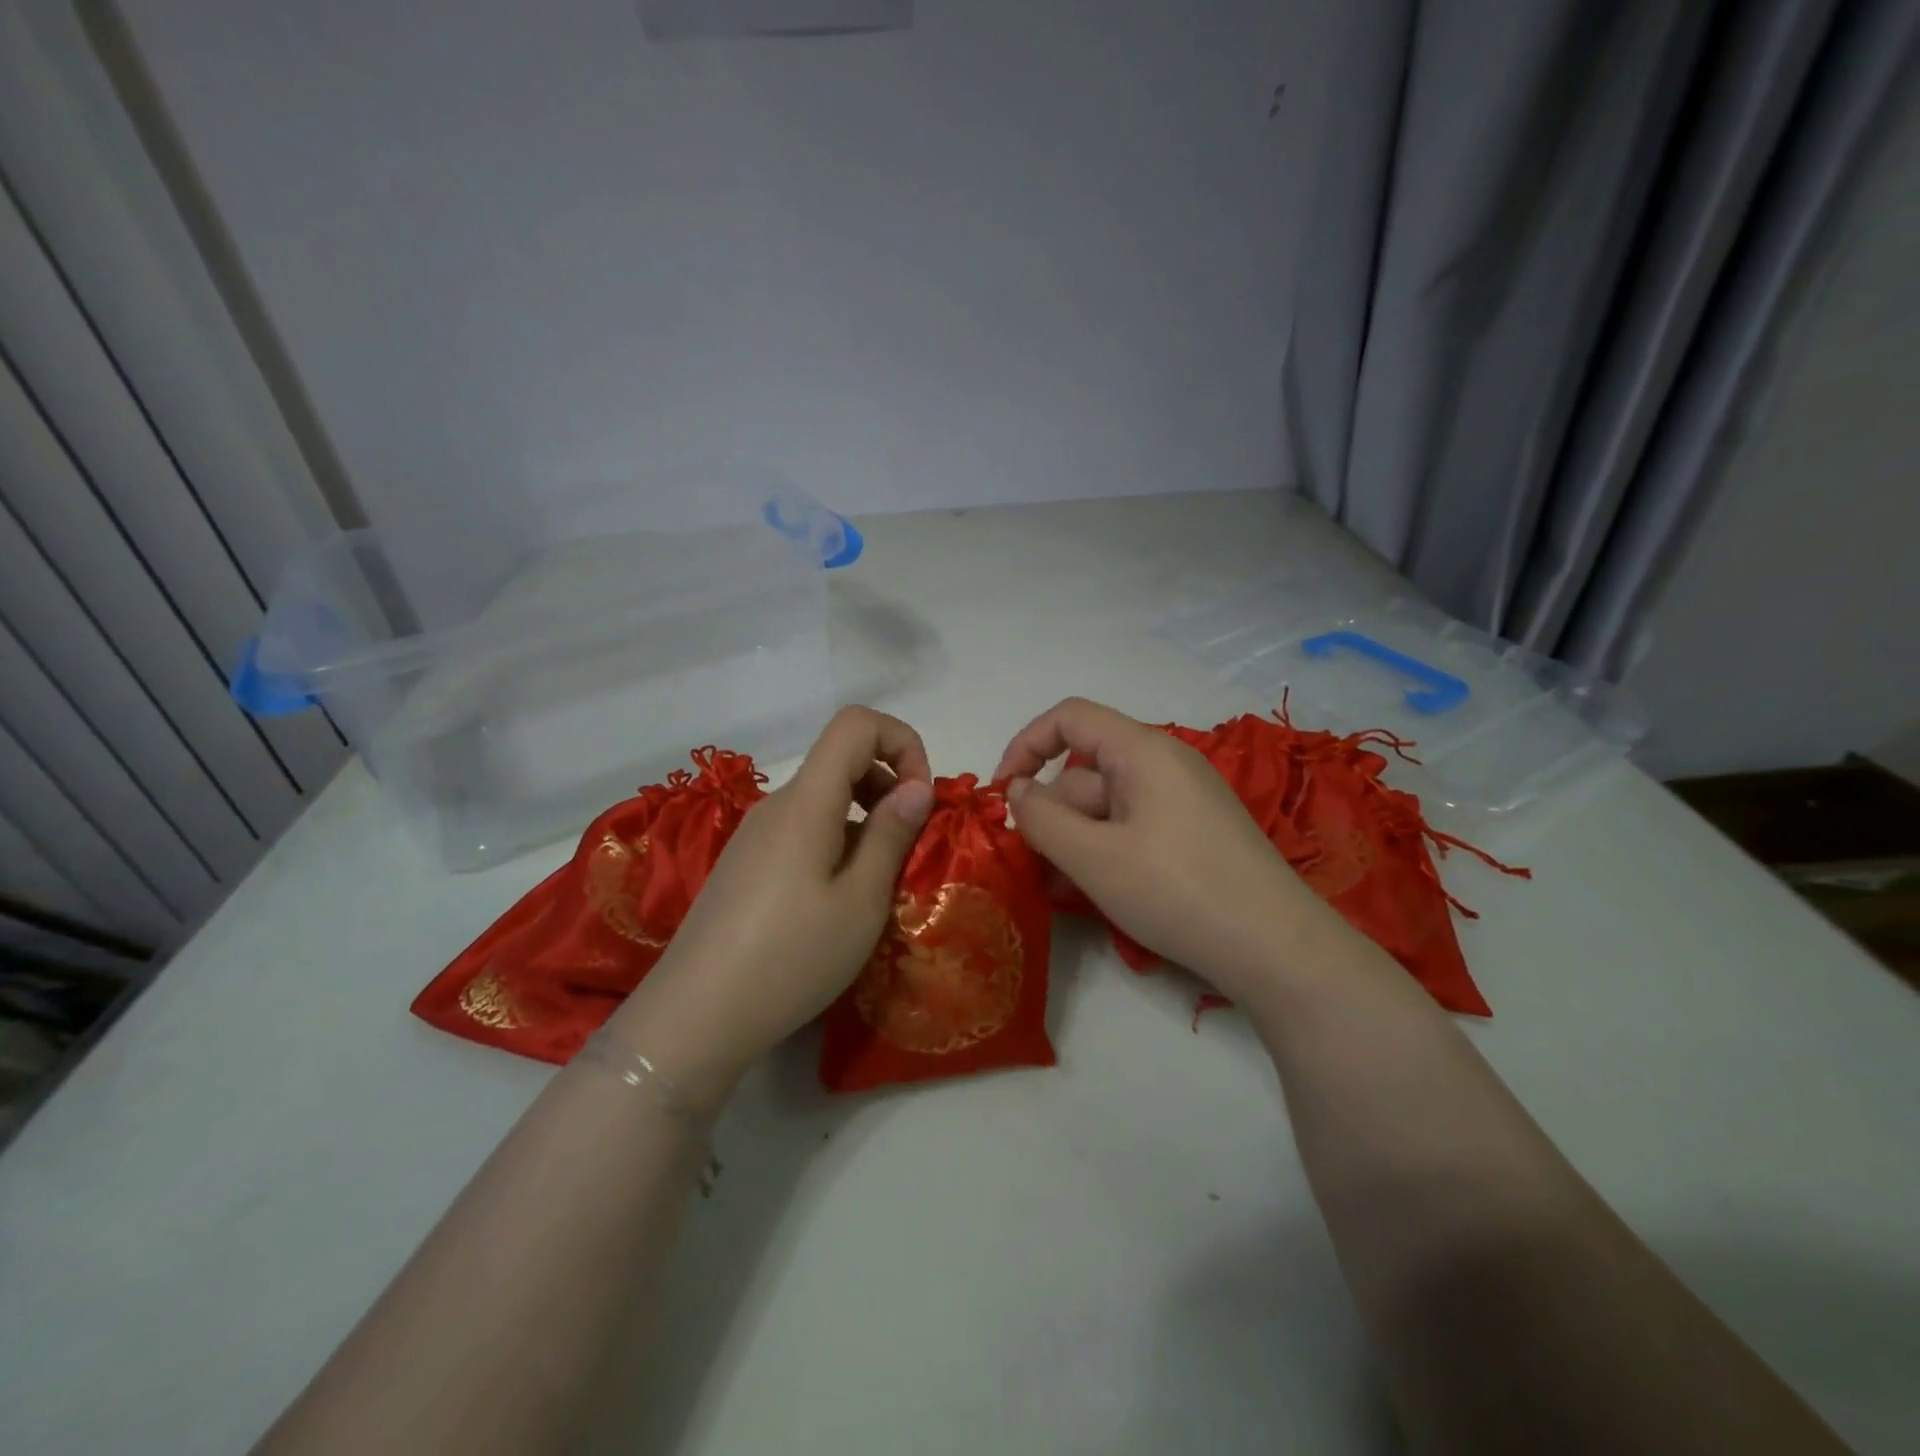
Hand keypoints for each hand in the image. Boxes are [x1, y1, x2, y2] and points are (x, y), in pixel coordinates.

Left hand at [610, 706, 934, 1110]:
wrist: (695, 1017)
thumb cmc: (790, 958)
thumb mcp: (860, 901)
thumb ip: (890, 834)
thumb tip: (917, 785)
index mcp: (806, 802)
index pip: (855, 723)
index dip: (901, 742)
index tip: (920, 798)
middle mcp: (777, 805)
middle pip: (841, 758)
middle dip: (890, 783)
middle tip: (910, 844)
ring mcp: (756, 835)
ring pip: (824, 798)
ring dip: (865, 818)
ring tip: (880, 879)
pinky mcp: (746, 864)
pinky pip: (803, 829)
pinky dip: (837, 841)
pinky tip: (839, 899)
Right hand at [994, 697, 1341, 1005]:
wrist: (1277, 949)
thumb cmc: (1177, 891)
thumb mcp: (1093, 857)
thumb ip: (1042, 819)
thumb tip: (1016, 792)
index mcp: (1143, 750)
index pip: (1070, 717)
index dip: (1026, 746)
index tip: (1003, 795)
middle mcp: (1165, 764)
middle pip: (1086, 771)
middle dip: (1051, 813)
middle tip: (1032, 865)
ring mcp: (1183, 801)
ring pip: (1107, 806)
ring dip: (1075, 839)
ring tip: (1060, 889)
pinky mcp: (1195, 834)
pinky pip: (1133, 828)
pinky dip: (1106, 850)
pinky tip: (1095, 891)